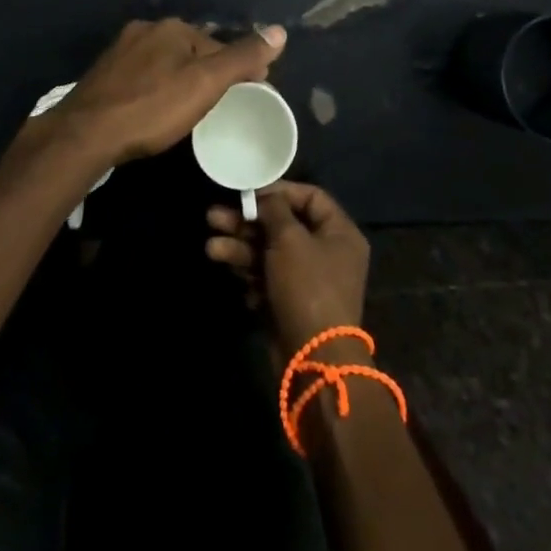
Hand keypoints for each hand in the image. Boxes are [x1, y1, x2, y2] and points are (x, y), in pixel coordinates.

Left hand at [16, 18, 286, 171]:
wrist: (85, 134)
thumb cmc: (152, 108)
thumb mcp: (205, 84)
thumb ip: (242, 58)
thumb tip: (279, 31)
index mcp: (171, 28)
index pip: (217, 45)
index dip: (237, 69)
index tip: (249, 94)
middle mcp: (145, 29)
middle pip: (189, 50)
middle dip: (206, 72)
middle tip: (218, 106)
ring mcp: (120, 50)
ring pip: (163, 62)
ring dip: (179, 79)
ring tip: (188, 111)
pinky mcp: (104, 73)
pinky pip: (141, 75)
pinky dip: (155, 88)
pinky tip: (154, 110)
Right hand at [206, 181, 369, 358]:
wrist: (312, 358)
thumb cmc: (306, 286)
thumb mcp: (290, 239)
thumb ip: (275, 211)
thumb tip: (265, 197)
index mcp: (339, 233)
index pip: (310, 197)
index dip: (278, 191)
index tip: (248, 192)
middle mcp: (327, 252)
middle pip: (283, 226)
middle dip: (247, 223)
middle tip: (213, 218)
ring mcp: (308, 279)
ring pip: (270, 253)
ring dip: (240, 248)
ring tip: (211, 248)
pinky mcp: (291, 302)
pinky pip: (268, 278)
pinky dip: (250, 275)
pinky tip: (234, 276)